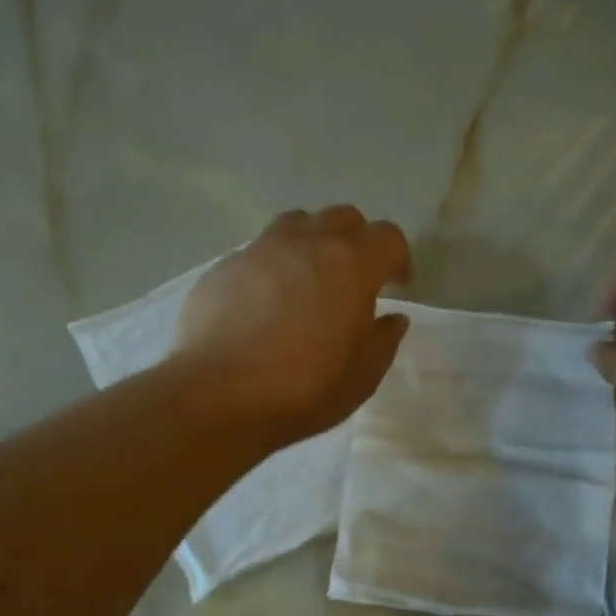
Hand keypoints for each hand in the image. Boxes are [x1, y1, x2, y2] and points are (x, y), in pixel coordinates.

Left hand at [174, 206, 411, 441]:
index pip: (388, 237)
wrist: (217, 397)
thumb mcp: (361, 377)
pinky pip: (257, 253)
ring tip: (307, 281)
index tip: (396, 287)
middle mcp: (306, 243)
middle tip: (353, 280)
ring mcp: (259, 250)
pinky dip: (271, 268)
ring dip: (311, 243)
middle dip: (356, 242)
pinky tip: (263, 305)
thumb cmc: (302, 390)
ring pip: (295, 224)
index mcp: (350, 264)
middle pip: (342, 218)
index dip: (398, 259)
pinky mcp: (223, 267)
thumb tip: (392, 318)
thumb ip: (383, 341)